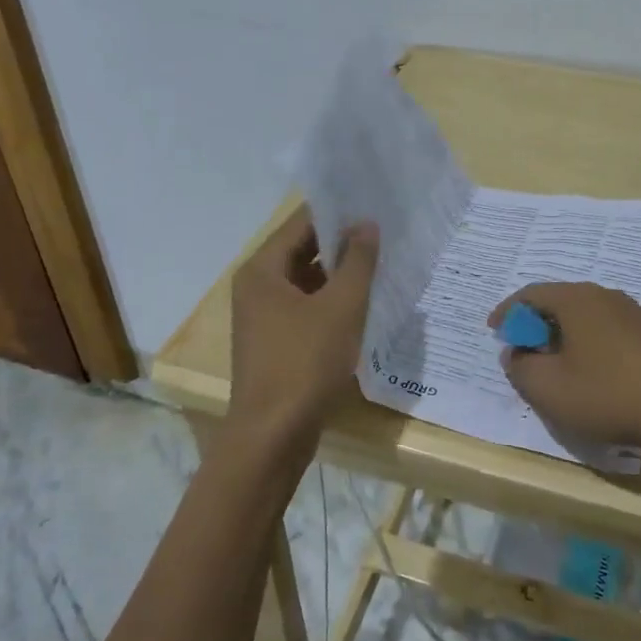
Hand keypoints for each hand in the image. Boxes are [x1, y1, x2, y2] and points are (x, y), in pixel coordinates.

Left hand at [229, 207, 379, 447]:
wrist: (273, 436)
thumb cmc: (305, 362)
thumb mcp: (341, 307)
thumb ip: (357, 261)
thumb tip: (366, 224)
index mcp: (262, 270)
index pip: (301, 224)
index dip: (336, 212)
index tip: (372, 205)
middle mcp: (256, 288)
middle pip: (302, 252)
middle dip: (341, 244)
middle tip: (384, 234)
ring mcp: (264, 318)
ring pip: (306, 283)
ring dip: (339, 276)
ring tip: (380, 266)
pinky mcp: (276, 344)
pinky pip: (306, 310)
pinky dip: (331, 303)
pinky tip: (363, 306)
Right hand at [488, 282, 640, 461]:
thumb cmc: (610, 395)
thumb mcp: (549, 389)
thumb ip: (521, 368)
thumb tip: (517, 354)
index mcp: (577, 300)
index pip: (532, 293)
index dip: (508, 311)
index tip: (495, 330)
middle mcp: (609, 297)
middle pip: (564, 302)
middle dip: (540, 324)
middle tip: (527, 349)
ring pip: (594, 319)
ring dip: (572, 337)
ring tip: (564, 364)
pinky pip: (619, 335)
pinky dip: (600, 348)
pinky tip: (606, 377)